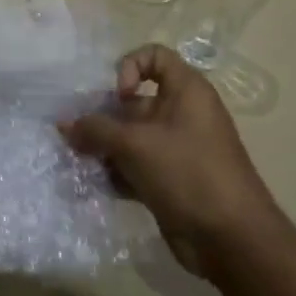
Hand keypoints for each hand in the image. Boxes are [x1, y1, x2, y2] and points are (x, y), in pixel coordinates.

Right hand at [60, 45, 283, 279]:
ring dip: (103, 148)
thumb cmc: (187, 174)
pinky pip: (135, 166)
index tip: (117, 96)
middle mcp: (182, 114)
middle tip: (76, 136)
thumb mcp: (136, 145)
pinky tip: (97, 186)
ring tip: (80, 163)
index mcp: (186, 92)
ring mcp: (176, 149)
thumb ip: (96, 130)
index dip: (129, 68)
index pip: (154, 56)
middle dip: (103, 117)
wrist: (231, 239)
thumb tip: (64, 124)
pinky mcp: (170, 180)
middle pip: (134, 102)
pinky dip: (116, 172)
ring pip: (131, 137)